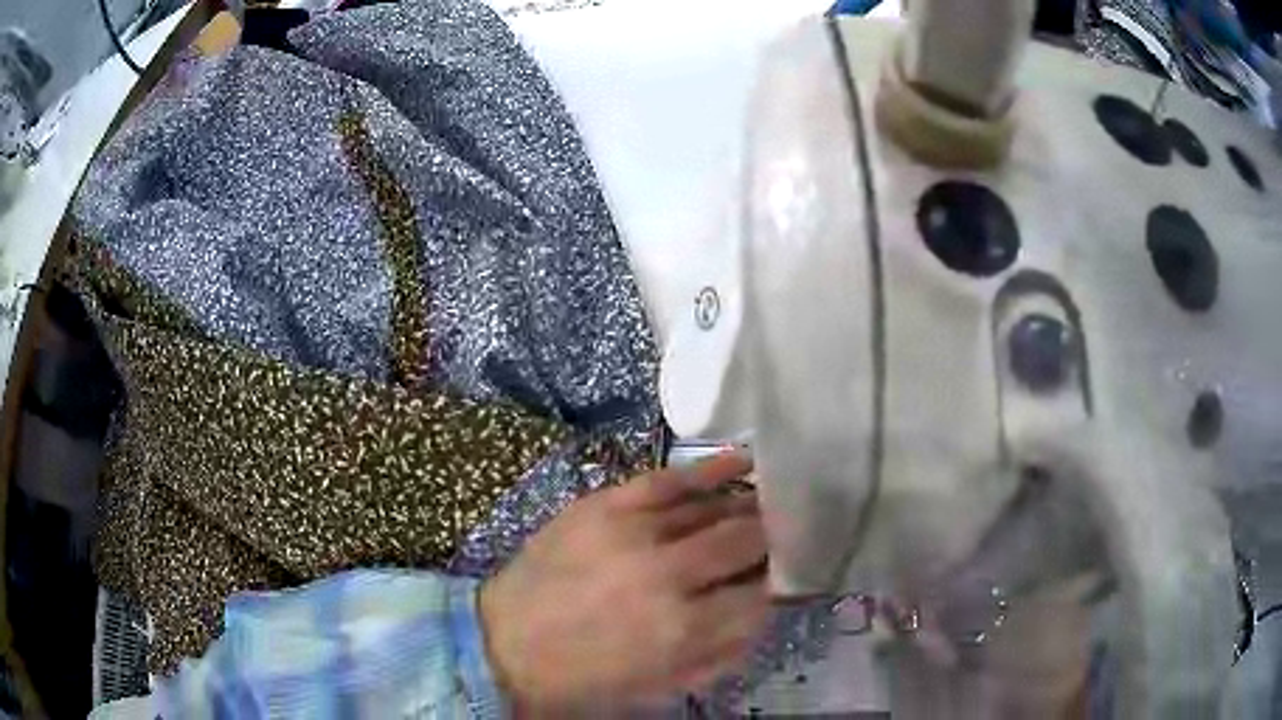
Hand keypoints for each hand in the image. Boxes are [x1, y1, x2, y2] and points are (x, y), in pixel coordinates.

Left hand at [479, 453, 768, 713]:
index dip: (776, 584)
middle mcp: (668, 576)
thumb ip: (723, 655)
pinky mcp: (605, 506)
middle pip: (746, 541)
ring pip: (713, 508)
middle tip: (777, 539)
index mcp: (683, 630)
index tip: (779, 578)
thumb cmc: (585, 678)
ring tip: (766, 504)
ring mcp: (634, 533)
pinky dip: (710, 469)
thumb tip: (764, 613)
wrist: (505, 643)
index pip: (759, 595)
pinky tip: (742, 462)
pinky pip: (669, 479)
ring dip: (748, 507)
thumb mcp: (660, 687)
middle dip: (770, 540)